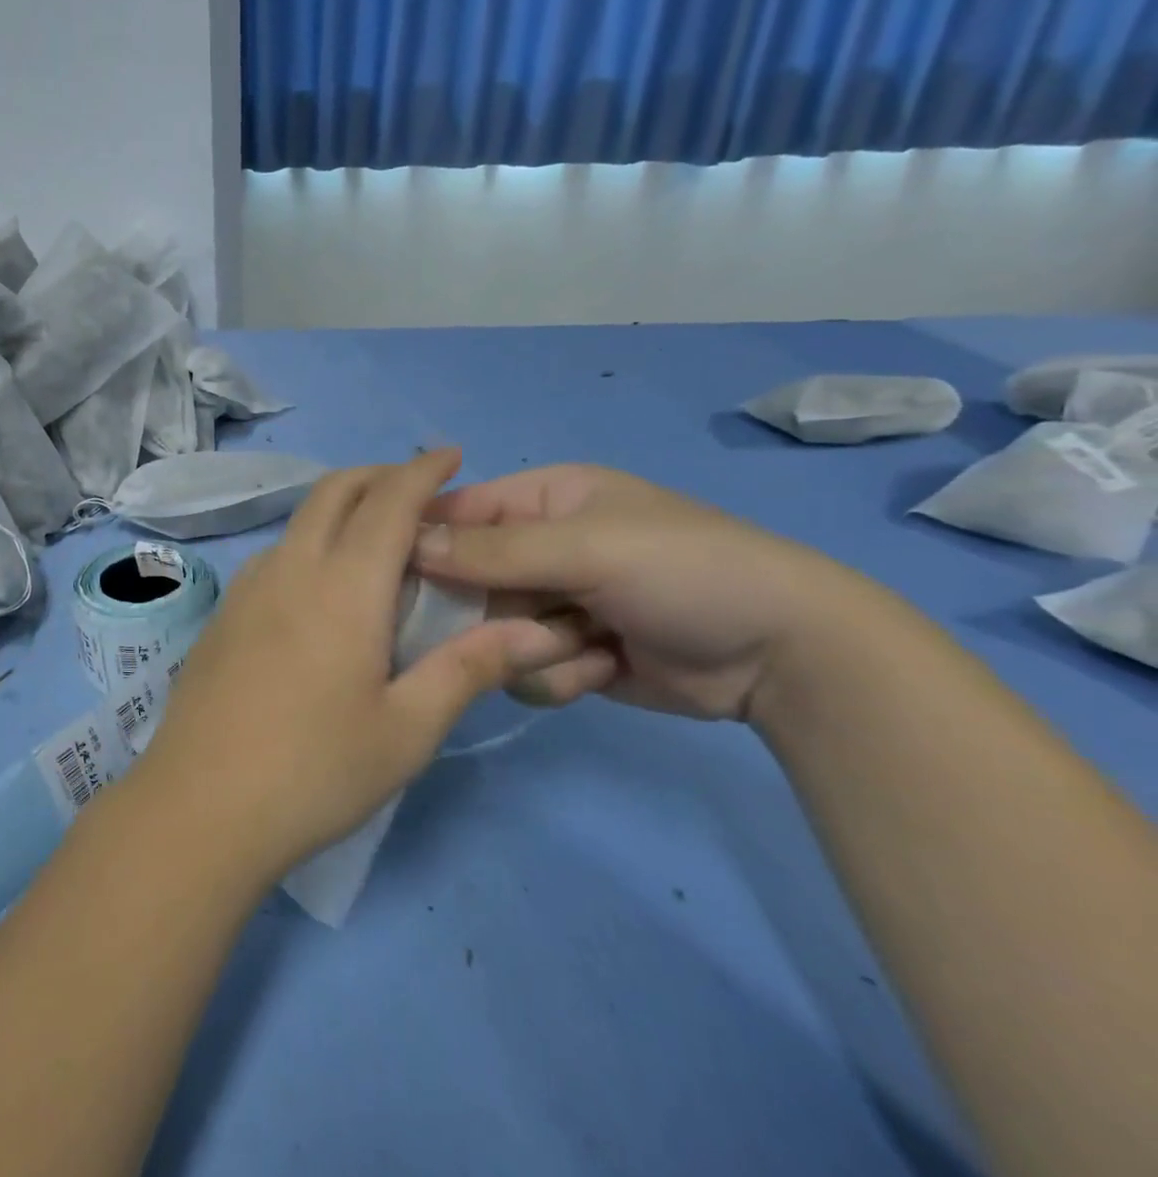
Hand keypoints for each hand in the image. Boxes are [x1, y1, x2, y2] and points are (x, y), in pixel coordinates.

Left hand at [129, 451, 588, 883]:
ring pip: (299, 520)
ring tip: (375, 537)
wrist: (199, 806)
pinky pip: (275, 553)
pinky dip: (310, 540)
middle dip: (378, 474)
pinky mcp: (222, 614)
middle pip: (333, 491)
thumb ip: (467, 669)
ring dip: (340, 507)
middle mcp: (290, 569)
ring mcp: (246, 589)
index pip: (389, 502)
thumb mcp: (406, 730)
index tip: (450, 455)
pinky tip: (321, 586)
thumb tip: (534, 630)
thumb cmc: (314, 771)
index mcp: (343, 586)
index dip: (422, 471)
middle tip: (417, 491)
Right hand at [413, 464, 874, 721]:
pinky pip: (521, 669)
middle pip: (463, 582)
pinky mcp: (566, 654)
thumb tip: (405, 545)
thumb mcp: (586, 548)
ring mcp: (551, 604)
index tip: (392, 579)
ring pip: (490, 633)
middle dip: (487, 611)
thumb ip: (491, 550)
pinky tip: (605, 669)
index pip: (454, 513)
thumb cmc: (683, 571)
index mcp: (541, 500)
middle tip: (516, 625)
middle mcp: (537, 548)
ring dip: (531, 646)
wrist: (783, 654)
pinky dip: (558, 676)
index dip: (420, 542)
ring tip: (587, 645)